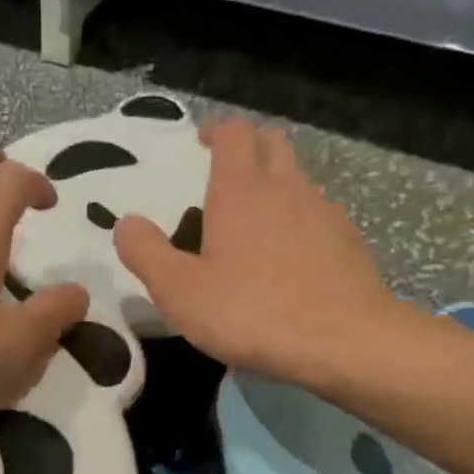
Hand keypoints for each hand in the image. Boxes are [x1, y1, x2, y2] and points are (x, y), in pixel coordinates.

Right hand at [114, 118, 422, 385]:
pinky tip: (289, 258)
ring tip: (254, 221)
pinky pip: (319, 215)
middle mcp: (286, 188)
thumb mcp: (179, 291)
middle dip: (247, 148)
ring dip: (275, 185)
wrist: (343, 342)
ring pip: (298, 179)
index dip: (216, 131)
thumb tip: (126, 223)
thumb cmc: (251, 313)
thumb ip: (146, 253)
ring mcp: (324, 213)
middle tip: (224, 174)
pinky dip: (299, 221)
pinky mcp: (347, 242)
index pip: (233, 134)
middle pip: (271, 143)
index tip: (200, 144)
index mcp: (241, 191)